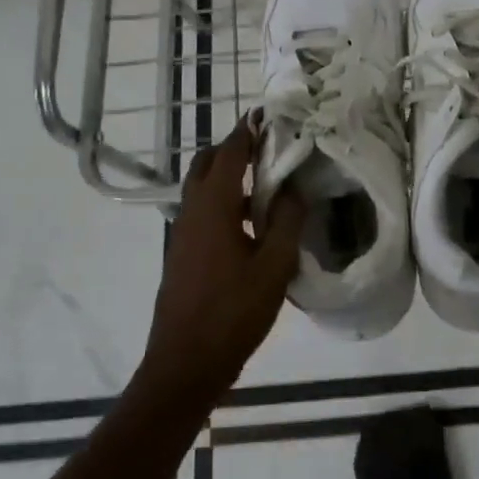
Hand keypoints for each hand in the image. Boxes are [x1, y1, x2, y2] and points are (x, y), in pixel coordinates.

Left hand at [137, 116, 304, 403]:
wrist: (184, 365)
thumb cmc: (233, 313)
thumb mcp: (274, 267)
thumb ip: (288, 221)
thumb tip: (296, 187)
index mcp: (213, 207)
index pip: (229, 153)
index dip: (248, 131)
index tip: (268, 114)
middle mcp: (191, 211)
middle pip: (207, 164)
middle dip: (233, 148)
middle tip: (268, 146)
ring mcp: (182, 234)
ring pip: (202, 189)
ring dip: (230, 176)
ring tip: (268, 181)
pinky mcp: (182, 254)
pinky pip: (203, 212)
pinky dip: (225, 202)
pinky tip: (253, 224)